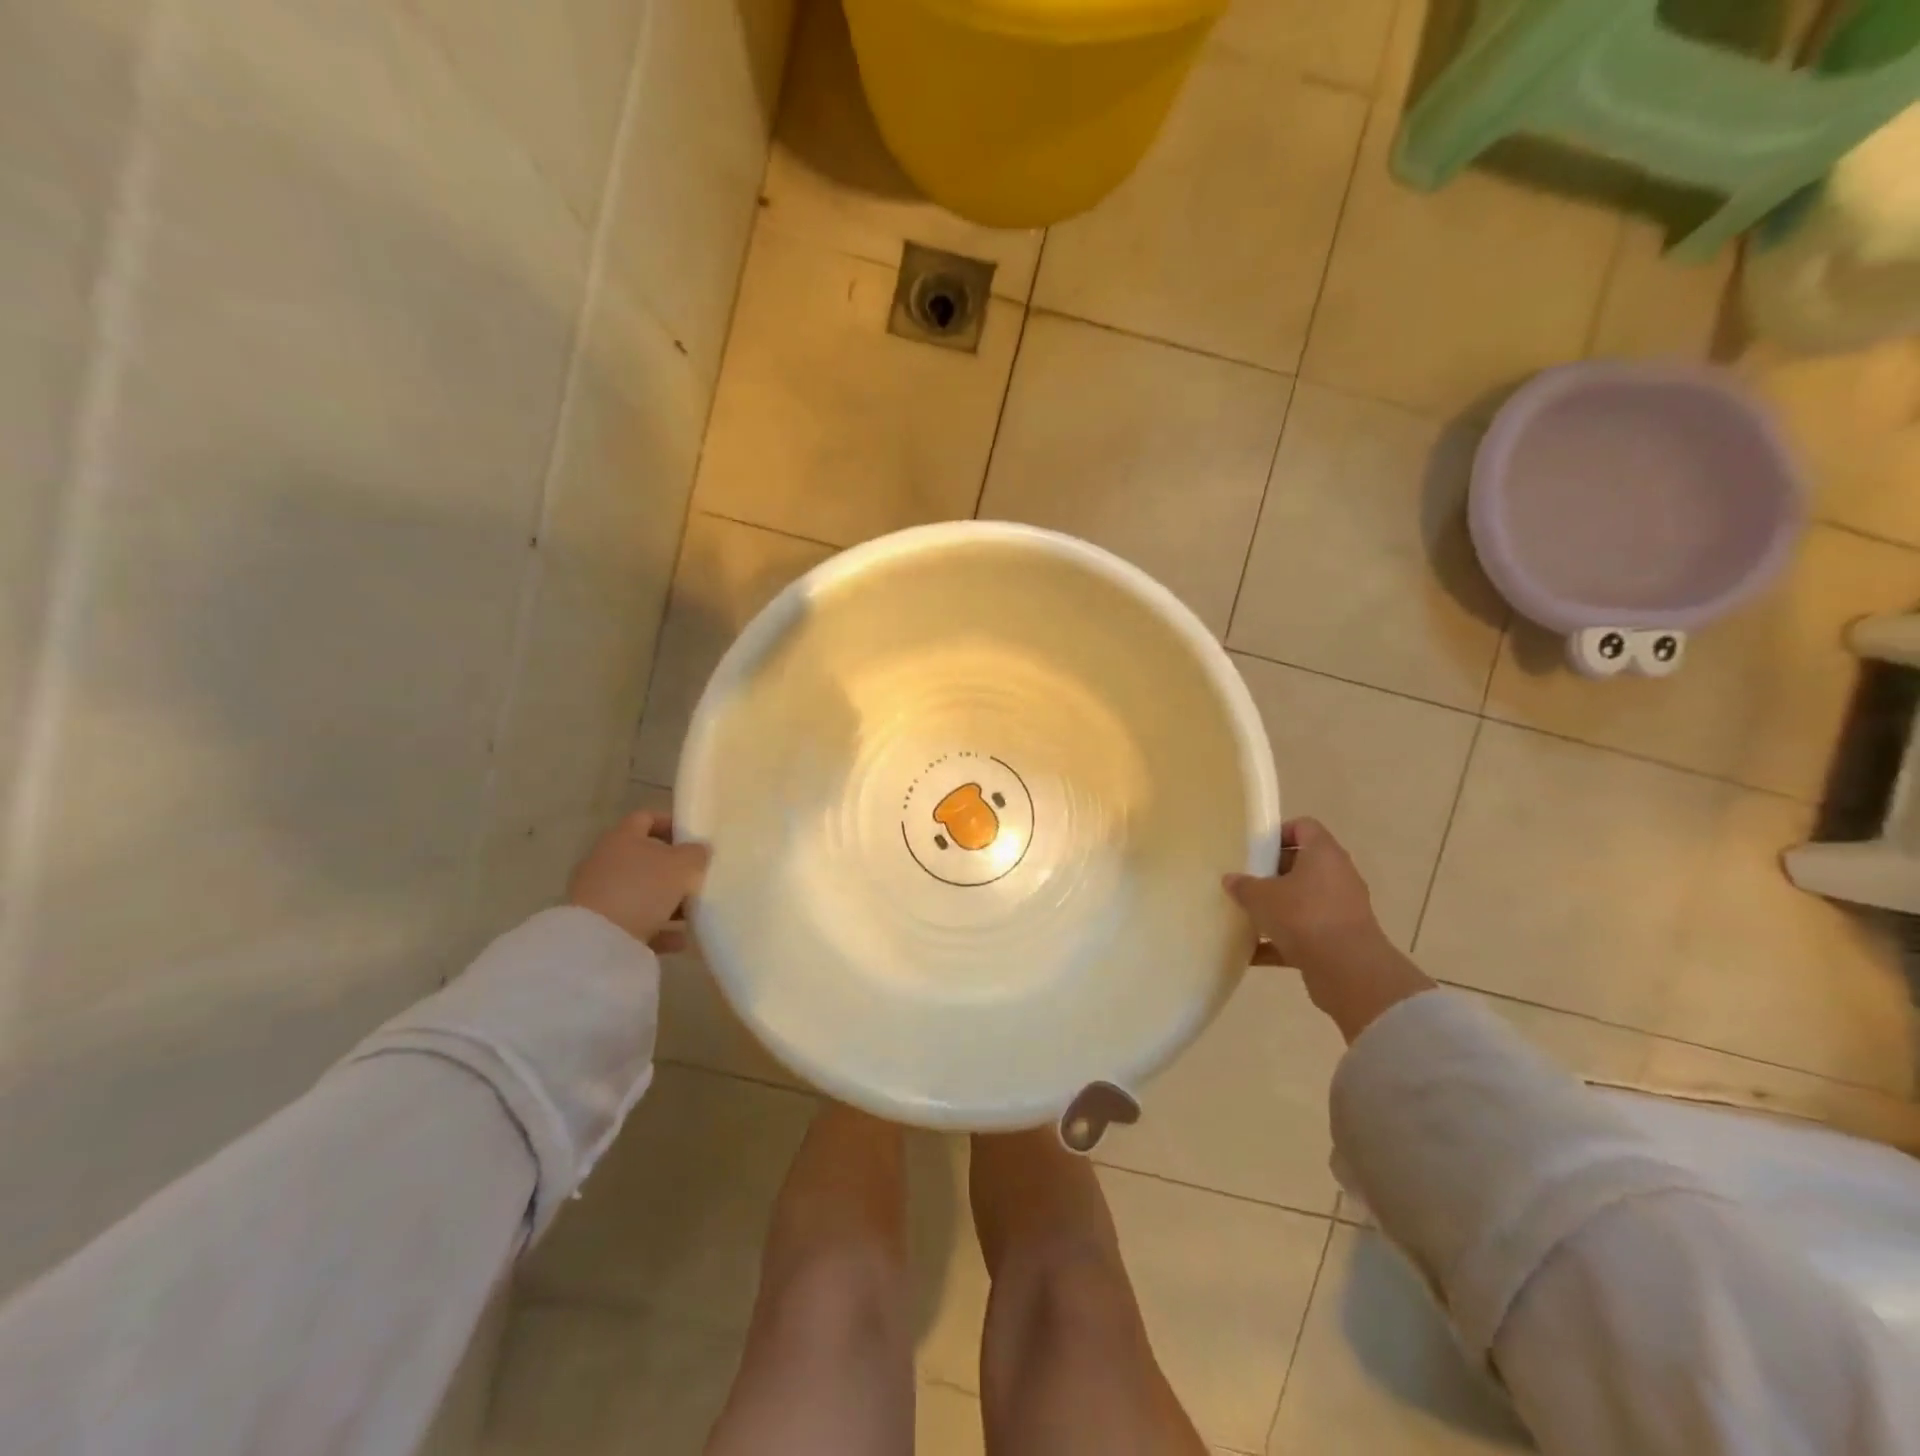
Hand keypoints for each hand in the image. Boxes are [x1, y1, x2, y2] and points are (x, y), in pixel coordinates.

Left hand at [568, 809, 708, 952]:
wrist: (599, 939)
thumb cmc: (643, 888)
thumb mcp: (682, 865)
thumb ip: (695, 853)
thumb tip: (699, 849)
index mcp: (623, 838)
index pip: (646, 818)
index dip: (670, 824)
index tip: (692, 838)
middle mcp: (605, 861)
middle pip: (643, 858)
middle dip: (671, 869)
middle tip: (695, 878)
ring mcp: (599, 894)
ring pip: (640, 892)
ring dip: (666, 902)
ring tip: (692, 914)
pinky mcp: (598, 925)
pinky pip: (634, 922)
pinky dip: (657, 928)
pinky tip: (679, 940)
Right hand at [1225, 819, 1387, 972]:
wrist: (1347, 971)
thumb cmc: (1303, 916)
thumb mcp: (1261, 897)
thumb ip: (1243, 886)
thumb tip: (1231, 880)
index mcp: (1323, 854)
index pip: (1304, 827)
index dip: (1279, 833)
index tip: (1254, 849)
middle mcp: (1337, 877)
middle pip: (1302, 865)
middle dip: (1271, 874)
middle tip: (1245, 882)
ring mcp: (1341, 909)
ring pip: (1302, 900)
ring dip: (1276, 908)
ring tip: (1246, 914)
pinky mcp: (1339, 939)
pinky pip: (1304, 932)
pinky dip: (1281, 940)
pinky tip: (1251, 951)